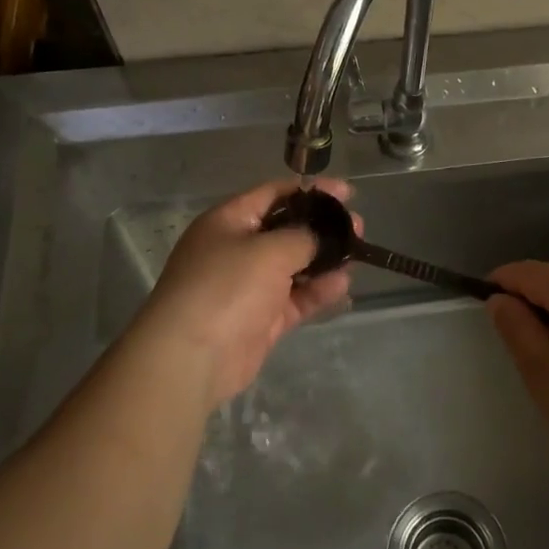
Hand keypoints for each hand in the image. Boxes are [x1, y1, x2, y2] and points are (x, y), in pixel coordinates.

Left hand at [135, 178, 355, 408]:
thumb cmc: (226, 287)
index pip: (275, 194)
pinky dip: (318, 291)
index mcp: (229, 221)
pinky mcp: (262, 319)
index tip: (347, 193)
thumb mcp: (268, 250)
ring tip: (357, 256)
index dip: (311, 191)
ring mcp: (250, 286)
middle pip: (287, 230)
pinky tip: (343, 285)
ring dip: (325, 261)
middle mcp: (238, 249)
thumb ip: (304, 237)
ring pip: (295, 266)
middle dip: (323, 228)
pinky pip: (296, 298)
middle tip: (357, 228)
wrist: (191, 357)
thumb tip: (323, 236)